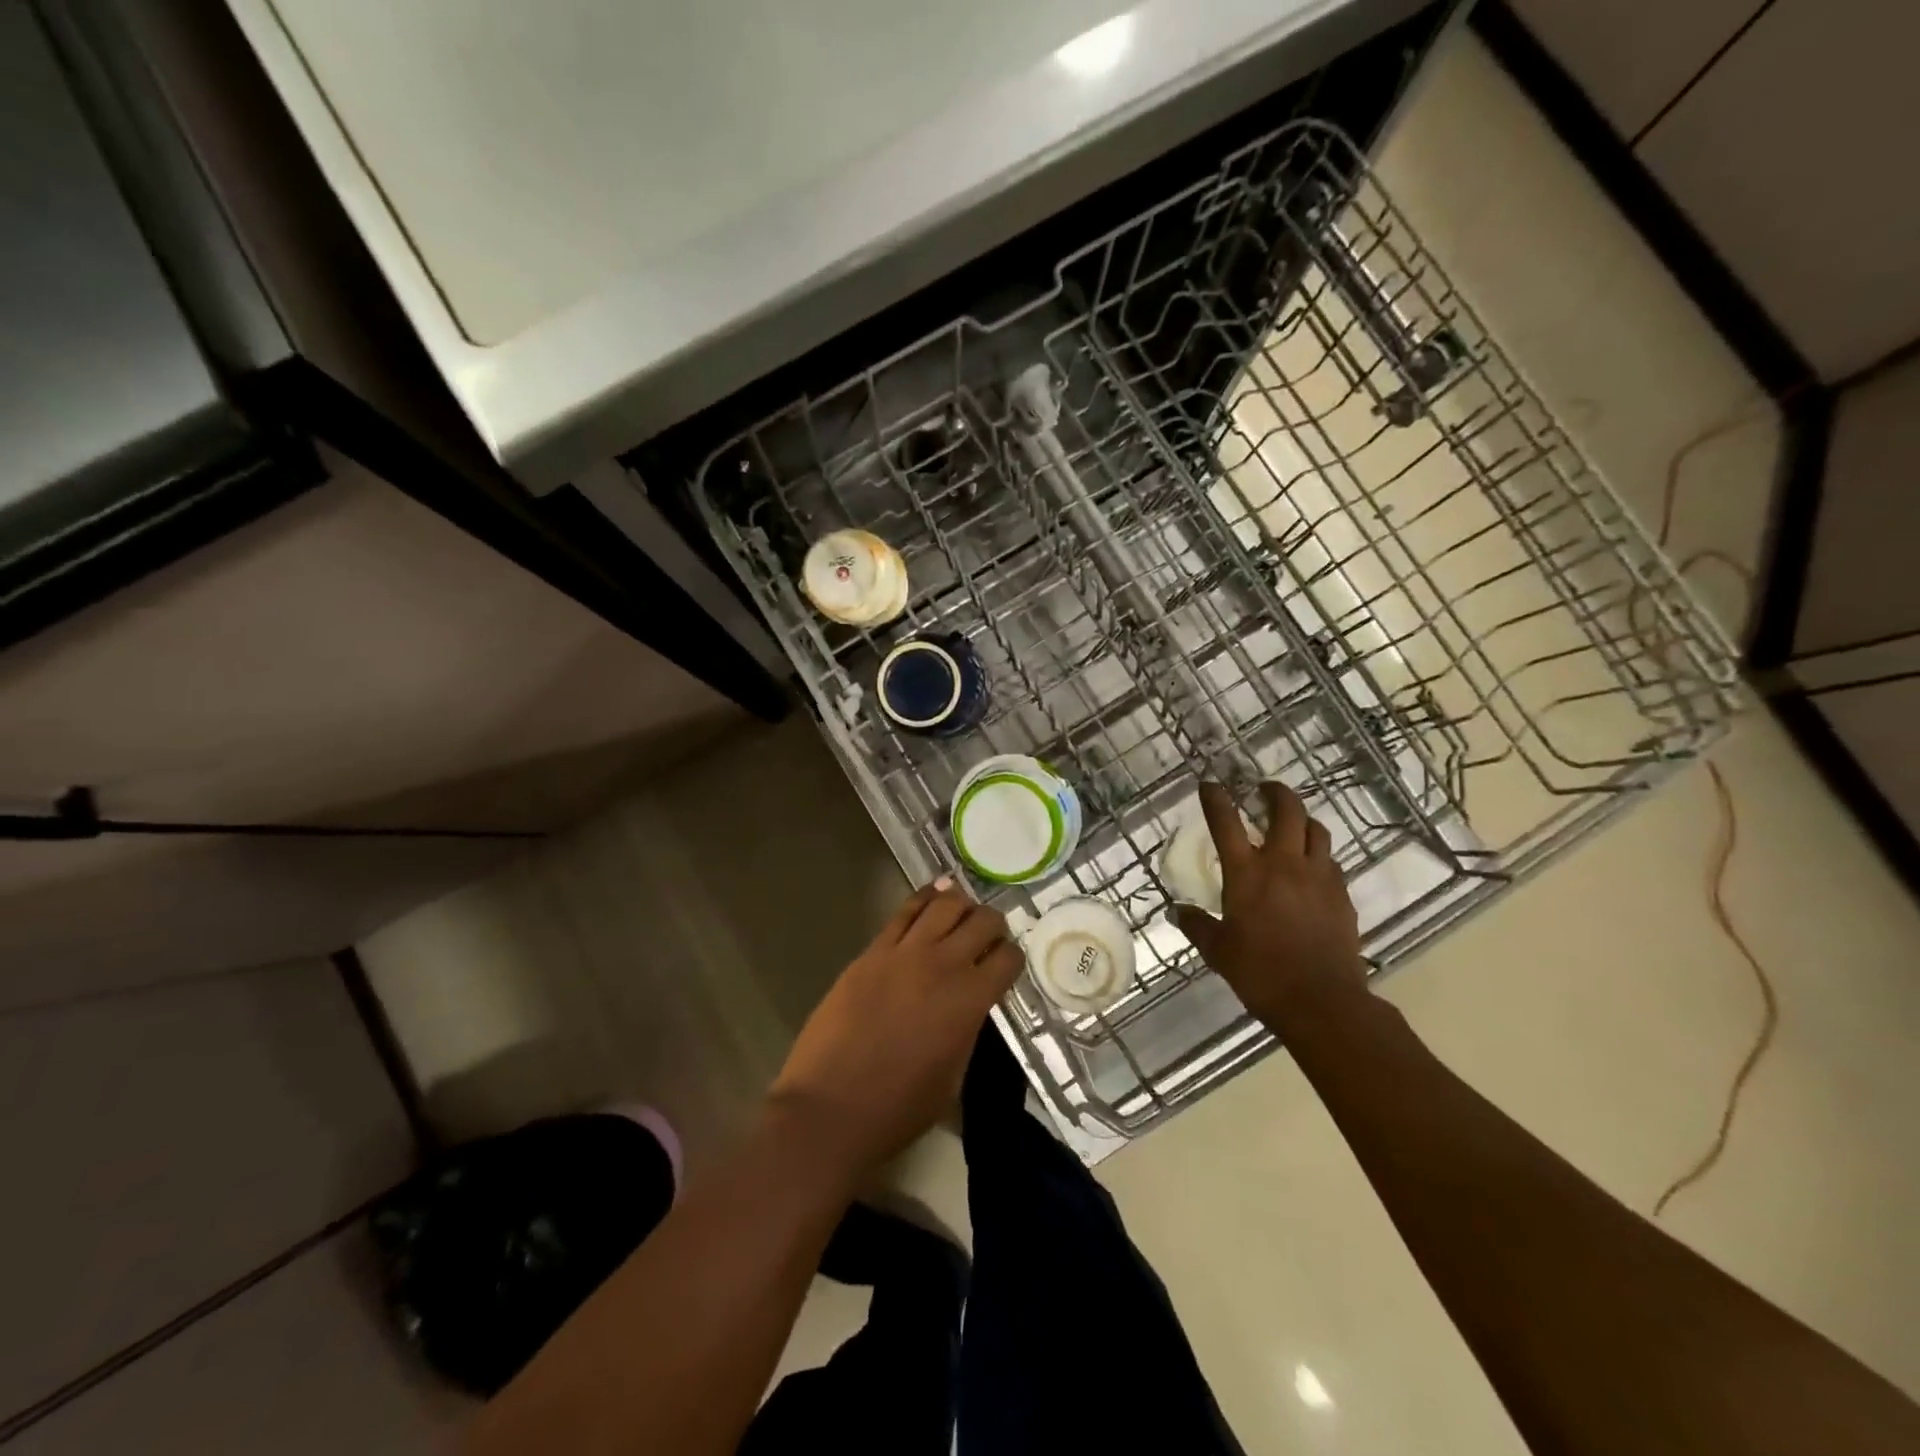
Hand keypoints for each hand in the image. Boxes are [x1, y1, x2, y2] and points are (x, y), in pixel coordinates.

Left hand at [769, 877, 1021, 1175]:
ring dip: (961, 903)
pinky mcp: (872, 951)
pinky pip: (904, 912)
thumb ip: (967, 1030)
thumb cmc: (897, 1109)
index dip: (1012, 958)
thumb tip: (970, 1006)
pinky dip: (924, 897)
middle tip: (989, 935)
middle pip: (982, 921)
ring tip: (963, 909)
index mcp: (970, 1000)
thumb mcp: (952, 1077)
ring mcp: (904, 953)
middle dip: (993, 925)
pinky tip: (933, 894)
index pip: (1008, 958)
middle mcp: (943, 965)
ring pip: (945, 904)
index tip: (1006, 965)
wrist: (829, 1108)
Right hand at [1173, 781, 1369, 1033]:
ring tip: (1292, 825)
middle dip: (1275, 792)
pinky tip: (1311, 869)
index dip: (1215, 799)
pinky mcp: (1342, 895)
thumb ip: (1197, 926)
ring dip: (1302, 820)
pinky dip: (1317, 854)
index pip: (1226, 823)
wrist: (1322, 1001)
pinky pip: (1330, 861)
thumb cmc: (1260, 974)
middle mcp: (1284, 864)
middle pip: (1287, 810)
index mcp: (1246, 874)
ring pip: (1316, 830)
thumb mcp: (1218, 951)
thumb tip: (1178, 911)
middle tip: (1264, 790)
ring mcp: (1318, 877)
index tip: (1210, 785)